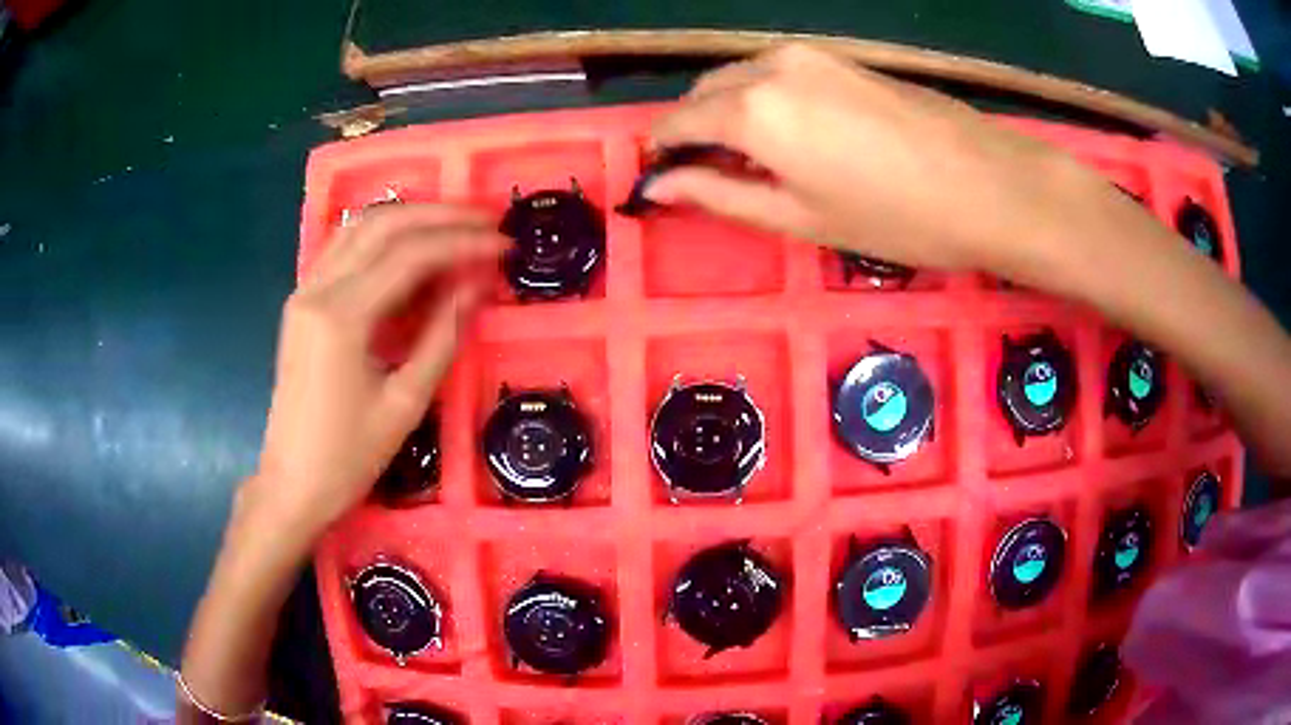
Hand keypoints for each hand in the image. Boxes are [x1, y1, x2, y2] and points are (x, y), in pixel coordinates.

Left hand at [245, 204, 503, 533]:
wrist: (291, 486)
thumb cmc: (347, 458)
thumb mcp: (404, 404)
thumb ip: (442, 336)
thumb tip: (477, 285)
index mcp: (341, 317)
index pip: (410, 255)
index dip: (461, 243)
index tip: (502, 243)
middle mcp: (318, 289)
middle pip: (383, 225)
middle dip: (439, 216)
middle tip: (485, 220)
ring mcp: (304, 292)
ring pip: (359, 228)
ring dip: (410, 219)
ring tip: (454, 226)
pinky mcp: (301, 303)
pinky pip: (344, 250)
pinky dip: (381, 239)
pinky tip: (409, 249)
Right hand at [646, 45, 1124, 279]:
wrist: (987, 184)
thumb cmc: (894, 217)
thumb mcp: (799, 218)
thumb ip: (720, 196)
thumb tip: (660, 187)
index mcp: (752, 109)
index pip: (677, 122)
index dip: (661, 151)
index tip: (658, 179)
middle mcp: (770, 66)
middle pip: (705, 92)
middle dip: (693, 130)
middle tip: (706, 177)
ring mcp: (810, 55)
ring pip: (740, 77)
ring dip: (728, 112)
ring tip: (750, 160)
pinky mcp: (840, 57)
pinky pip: (777, 72)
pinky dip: (763, 98)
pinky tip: (788, 133)